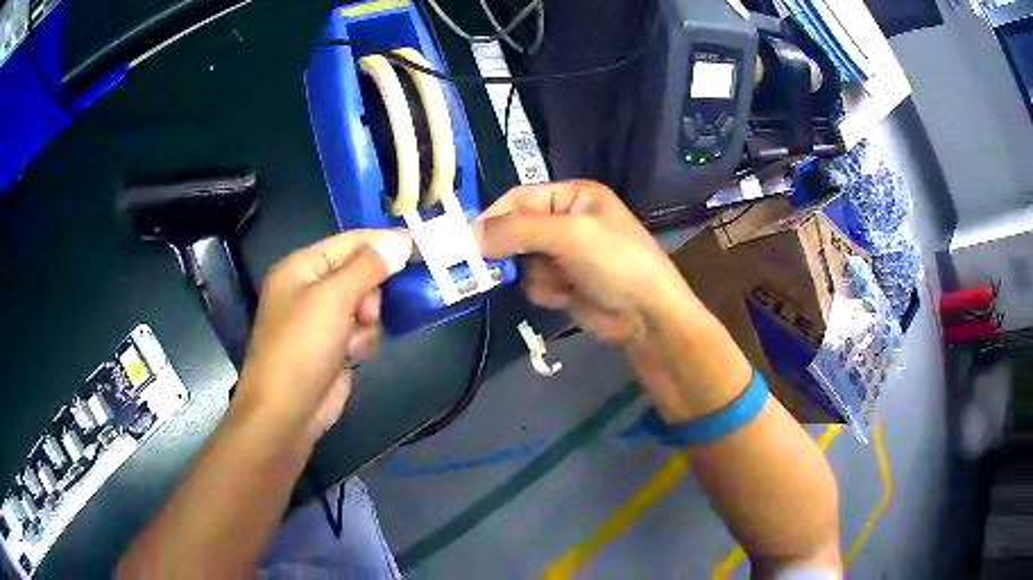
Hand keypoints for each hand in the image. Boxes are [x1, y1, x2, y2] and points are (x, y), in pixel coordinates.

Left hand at [234, 230, 412, 449]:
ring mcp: (320, 320)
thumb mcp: (334, 298)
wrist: (287, 411)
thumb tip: (399, 241)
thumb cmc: (303, 346)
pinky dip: (362, 341)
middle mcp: (309, 289)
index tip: (417, 243)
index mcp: (300, 267)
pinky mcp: (332, 346)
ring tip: (354, 340)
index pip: (348, 242)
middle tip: (366, 311)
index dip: (381, 241)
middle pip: (359, 274)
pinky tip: (353, 356)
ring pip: (364, 305)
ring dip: (366, 322)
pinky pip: (361, 331)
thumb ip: (369, 267)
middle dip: (369, 293)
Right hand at [474, 180, 693, 345]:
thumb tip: (470, 234)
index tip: (467, 239)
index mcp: (572, 196)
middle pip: (516, 229)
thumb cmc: (615, 262)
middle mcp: (567, 220)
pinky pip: (535, 282)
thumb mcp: (569, 235)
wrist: (647, 315)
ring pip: (522, 260)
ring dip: (534, 273)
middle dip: (510, 250)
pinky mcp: (565, 282)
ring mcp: (565, 253)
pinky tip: (566, 295)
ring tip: (559, 281)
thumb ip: (517, 230)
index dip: (493, 216)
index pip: (519, 198)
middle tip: (488, 266)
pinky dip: (545, 290)